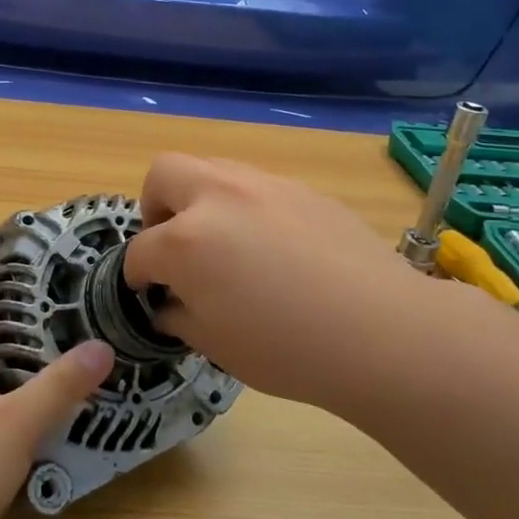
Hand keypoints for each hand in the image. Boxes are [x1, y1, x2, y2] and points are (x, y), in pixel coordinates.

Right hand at [124, 155, 479, 415]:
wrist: (381, 332)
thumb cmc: (287, 350)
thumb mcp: (215, 344)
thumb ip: (179, 315)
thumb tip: (170, 302)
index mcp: (186, 241)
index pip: (141, 250)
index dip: (137, 275)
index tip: (146, 291)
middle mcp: (218, 198)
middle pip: (164, 174)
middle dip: (155, 206)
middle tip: (172, 243)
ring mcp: (265, 186)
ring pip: (214, 169)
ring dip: (201, 199)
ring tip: (222, 241)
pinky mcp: (304, 191)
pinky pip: (258, 186)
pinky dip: (246, 208)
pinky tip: (272, 246)